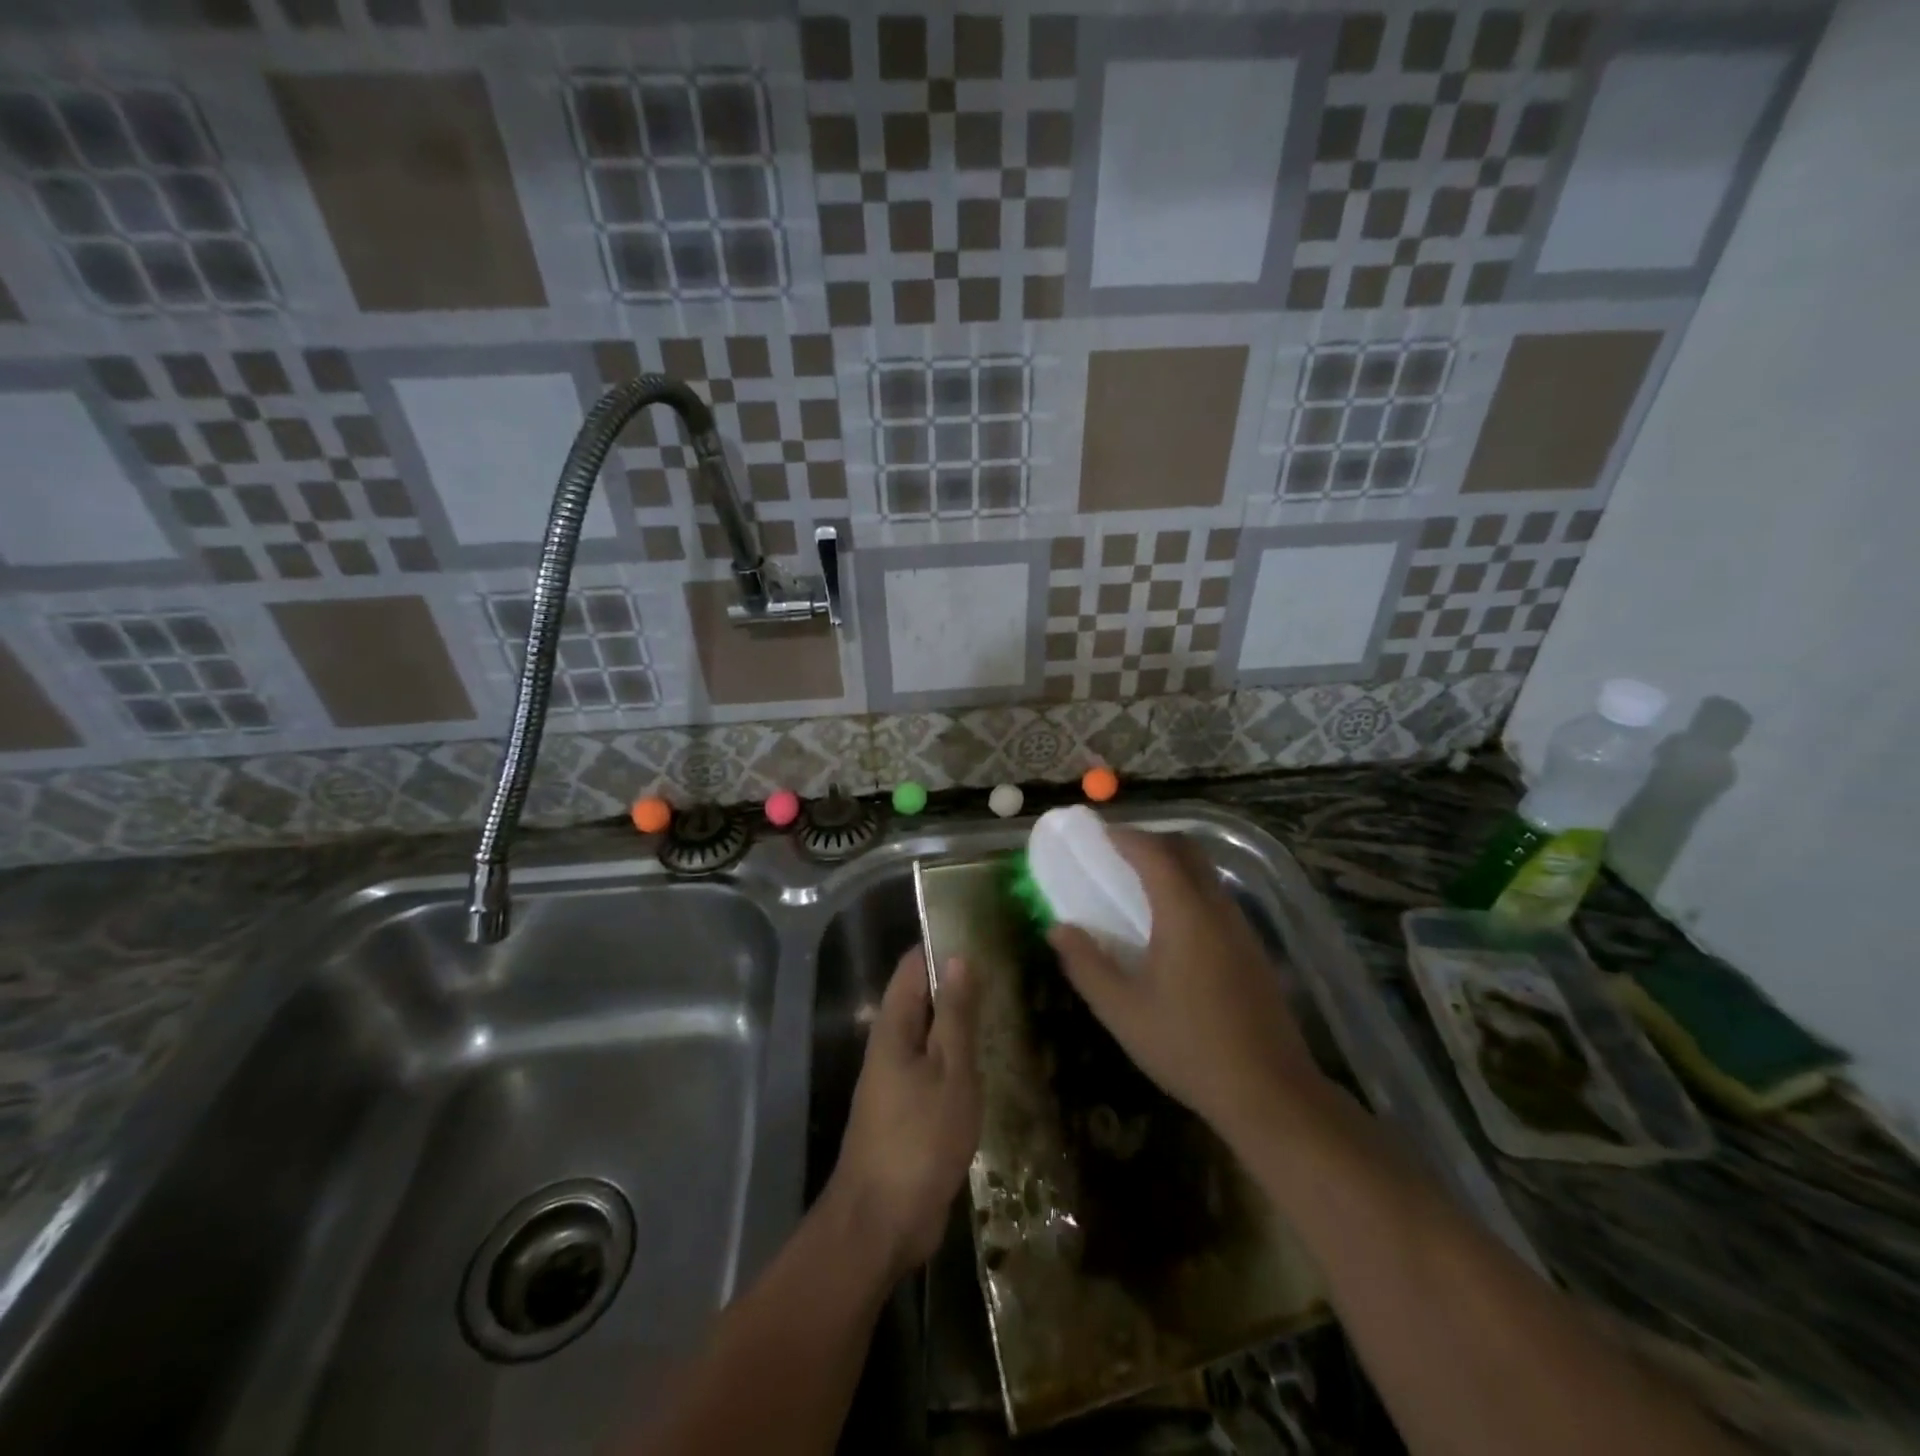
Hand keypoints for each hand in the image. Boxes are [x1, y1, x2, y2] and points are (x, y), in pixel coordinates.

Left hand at [826, 945, 981, 1279]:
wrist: (882, 1223)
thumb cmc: (919, 1139)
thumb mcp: (950, 1071)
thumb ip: (956, 1015)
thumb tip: (958, 956)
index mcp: (893, 1027)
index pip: (913, 965)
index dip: (942, 944)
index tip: (981, 931)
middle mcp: (891, 1045)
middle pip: (922, 997)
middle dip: (958, 981)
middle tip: (1007, 968)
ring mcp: (898, 1079)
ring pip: (931, 1034)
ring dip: (961, 1021)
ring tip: (1007, 1005)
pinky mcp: (909, 1110)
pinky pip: (935, 1067)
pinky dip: (959, 1056)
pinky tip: (992, 1059)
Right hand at [1047, 829, 1327, 1151]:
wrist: (1270, 1092)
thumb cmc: (1188, 1047)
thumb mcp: (1123, 1010)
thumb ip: (1086, 964)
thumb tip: (1058, 928)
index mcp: (1185, 914)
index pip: (1154, 853)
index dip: (1125, 836)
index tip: (1099, 833)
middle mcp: (1217, 909)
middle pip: (1188, 851)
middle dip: (1152, 840)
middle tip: (1118, 852)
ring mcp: (1241, 928)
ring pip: (1207, 873)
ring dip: (1173, 863)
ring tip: (1139, 883)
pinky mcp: (1253, 950)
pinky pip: (1217, 897)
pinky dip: (1189, 888)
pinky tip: (1172, 923)